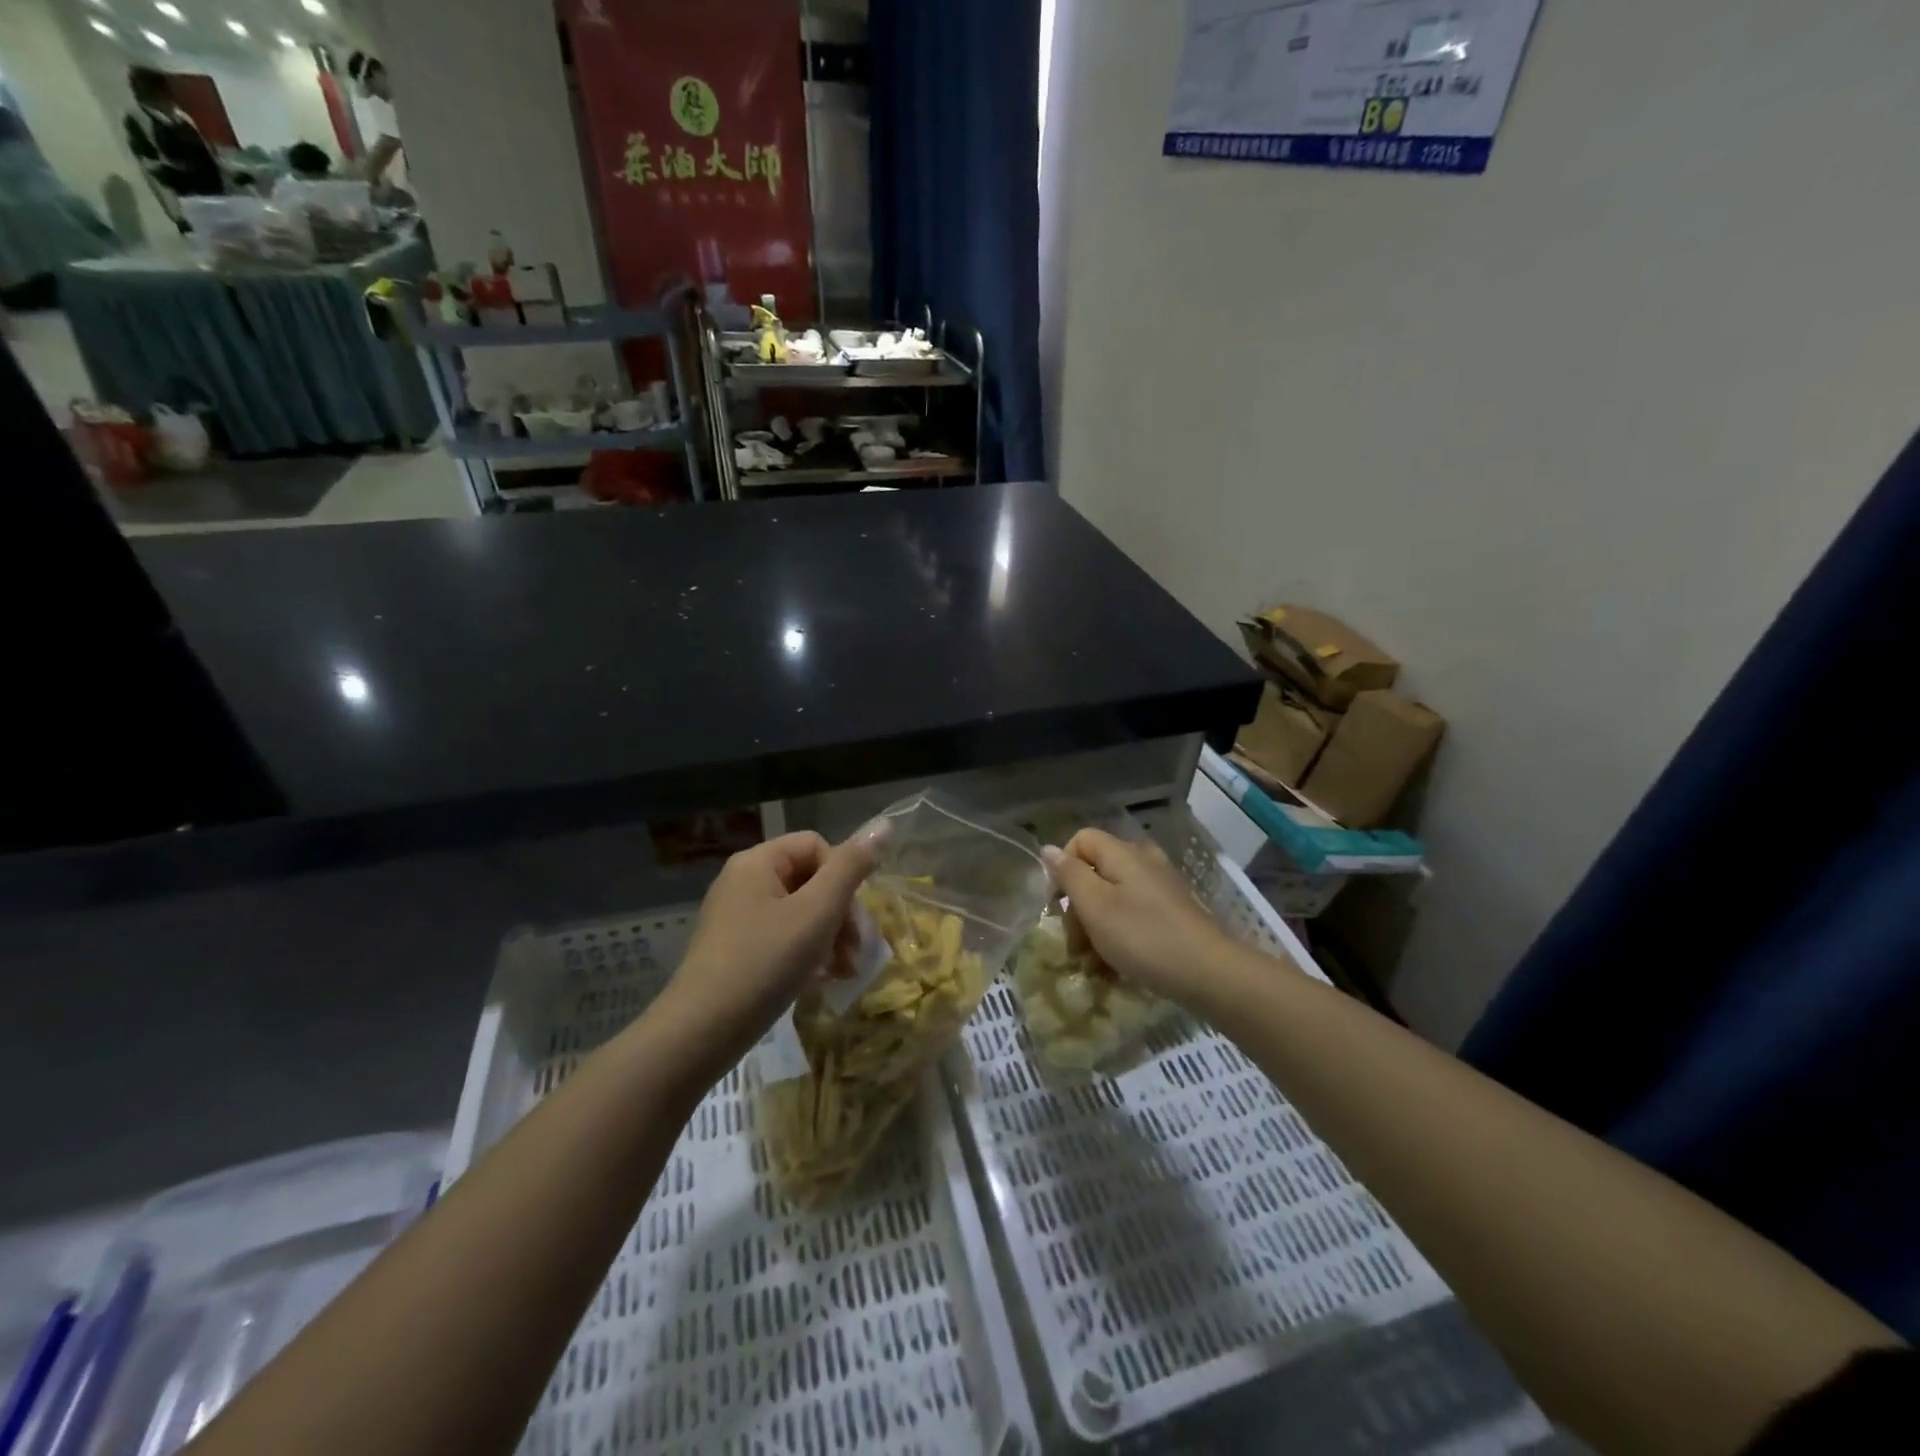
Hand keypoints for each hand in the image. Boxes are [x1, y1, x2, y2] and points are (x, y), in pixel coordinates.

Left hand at [658, 826, 884, 1074]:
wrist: (701, 1032)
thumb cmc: (765, 963)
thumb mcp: (817, 912)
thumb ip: (851, 867)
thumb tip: (883, 825)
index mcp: (758, 861)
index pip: (817, 846)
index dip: (844, 877)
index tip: (852, 918)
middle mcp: (743, 880)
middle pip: (810, 879)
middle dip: (840, 914)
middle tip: (854, 954)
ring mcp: (736, 915)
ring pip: (799, 911)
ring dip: (829, 937)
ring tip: (842, 973)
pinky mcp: (735, 948)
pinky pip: (782, 936)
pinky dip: (806, 953)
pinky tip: (819, 980)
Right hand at [1041, 829, 1246, 1007]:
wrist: (1209, 973)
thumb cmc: (1143, 937)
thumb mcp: (1095, 906)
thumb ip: (1069, 875)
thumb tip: (1048, 849)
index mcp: (1123, 854)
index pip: (1081, 840)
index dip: (1062, 868)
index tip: (1056, 904)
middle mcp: (1143, 863)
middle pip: (1095, 873)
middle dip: (1077, 909)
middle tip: (1074, 944)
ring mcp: (1160, 890)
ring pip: (1113, 901)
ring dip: (1095, 931)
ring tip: (1092, 966)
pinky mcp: (1172, 915)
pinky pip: (1133, 918)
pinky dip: (1118, 940)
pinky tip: (1113, 970)